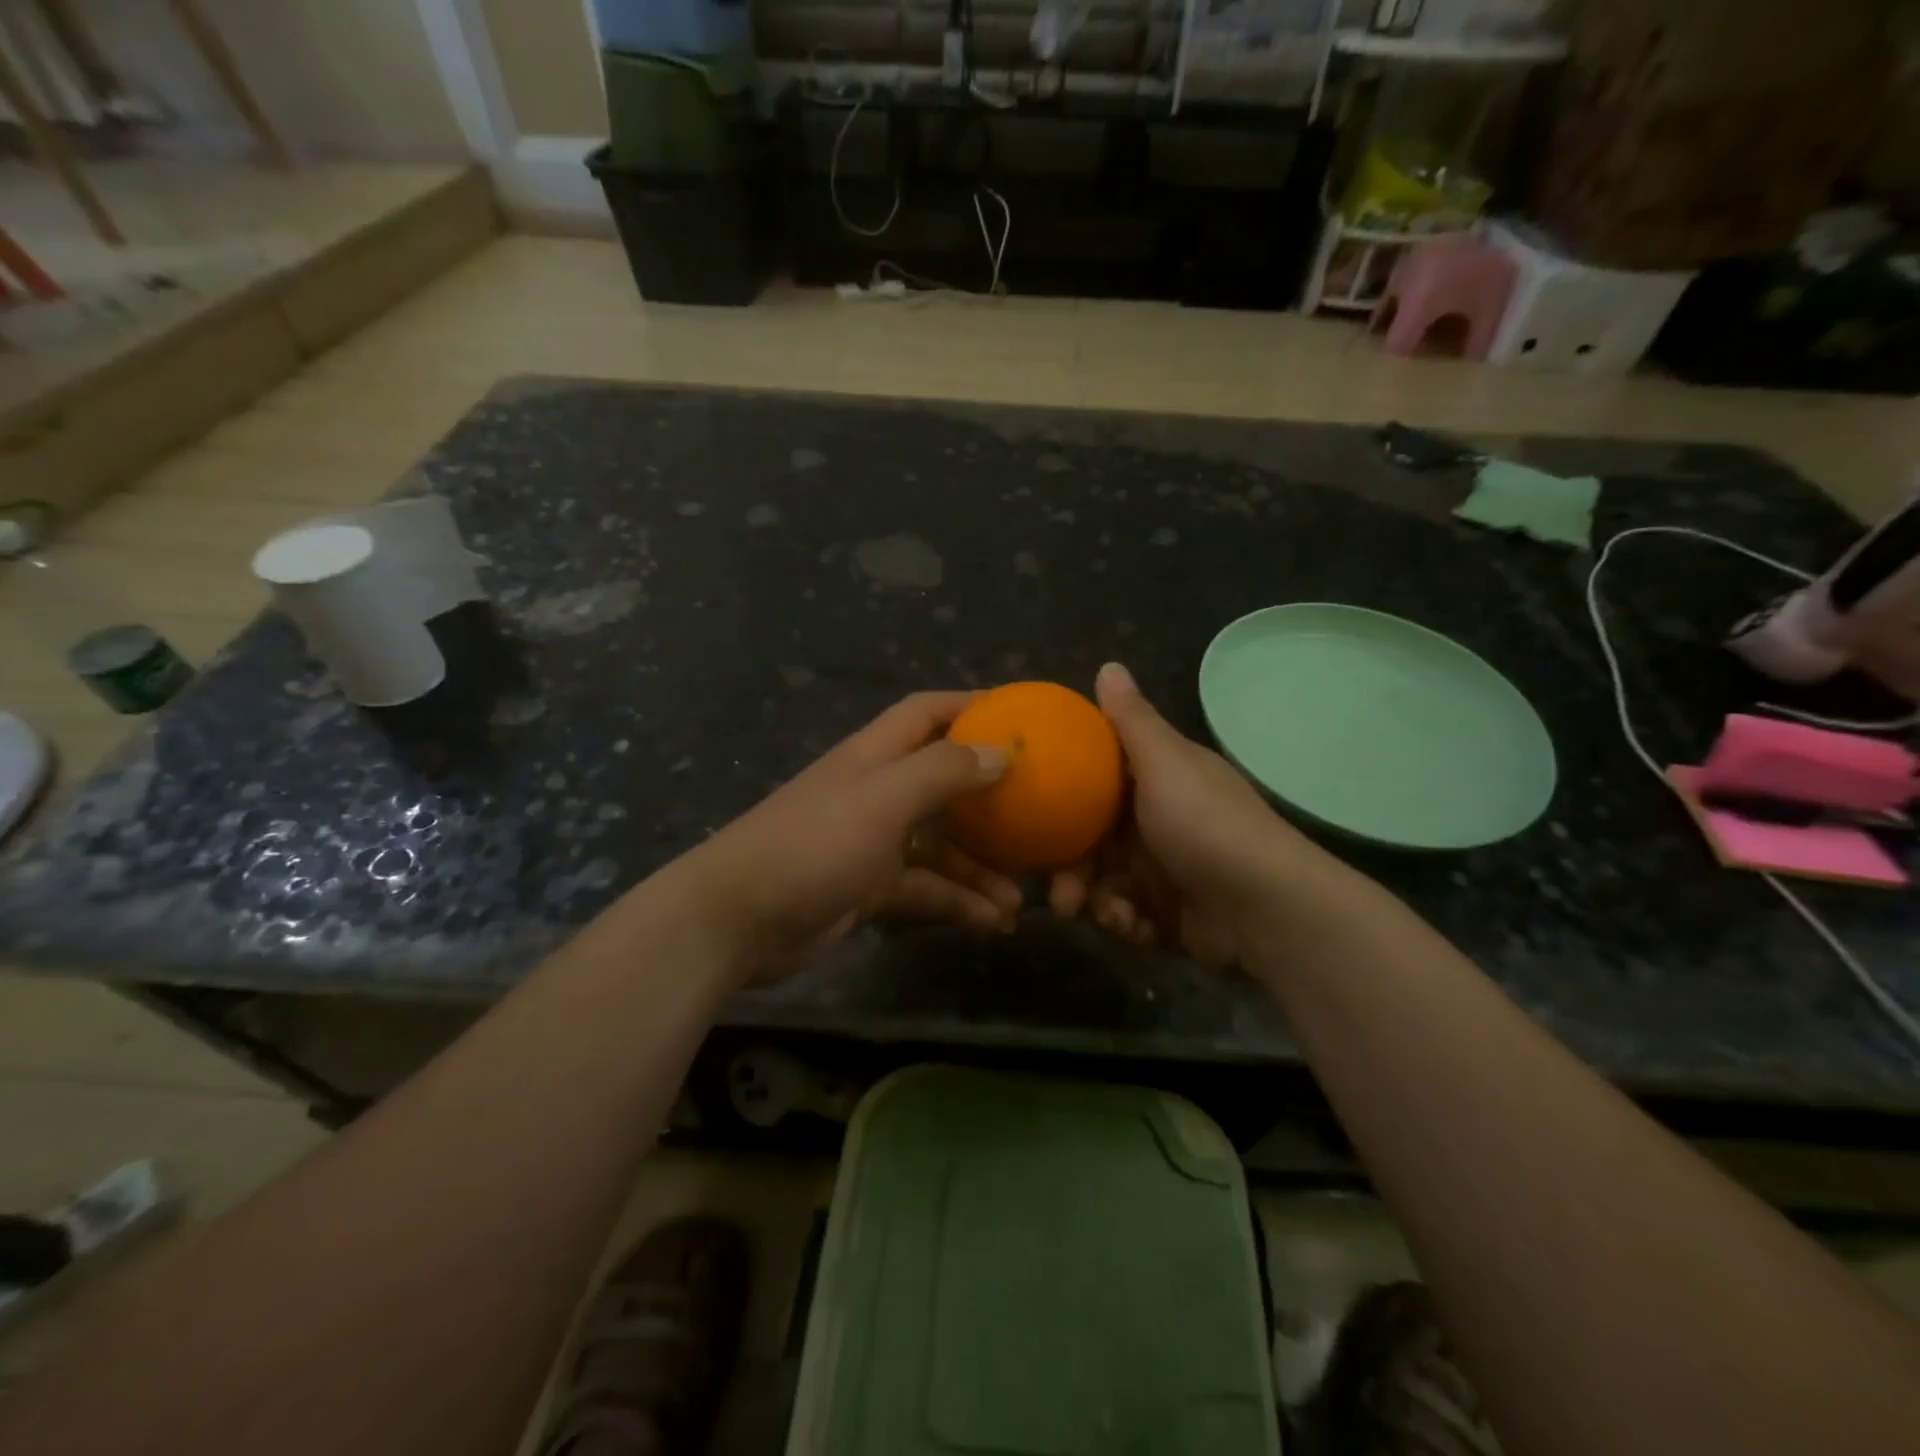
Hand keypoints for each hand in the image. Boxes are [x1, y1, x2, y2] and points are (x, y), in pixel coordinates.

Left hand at [675, 692, 1021, 980]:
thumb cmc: (813, 844)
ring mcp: (872, 842)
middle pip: (943, 782)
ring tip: (1023, 895)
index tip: (1021, 715)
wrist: (737, 920)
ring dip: (980, 867)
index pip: (927, 712)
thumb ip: (942, 772)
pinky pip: (924, 889)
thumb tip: (1002, 751)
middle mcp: (876, 791)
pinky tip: (993, 923)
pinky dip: (956, 902)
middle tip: (1039, 814)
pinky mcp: (868, 888)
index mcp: (875, 756)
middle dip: (990, 798)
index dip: (971, 705)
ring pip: (940, 846)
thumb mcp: (883, 800)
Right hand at [1051, 663, 1353, 966]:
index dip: (1064, 794)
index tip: (1033, 810)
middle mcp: (1155, 822)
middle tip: (1056, 890)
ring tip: (1094, 914)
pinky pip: (1126, 915)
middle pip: (1091, 839)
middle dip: (1070, 866)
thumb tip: (1108, 665)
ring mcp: (1162, 870)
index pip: (1096, 780)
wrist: (1266, 909)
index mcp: (1154, 781)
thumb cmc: (1205, 825)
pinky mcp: (1167, 913)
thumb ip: (1131, 720)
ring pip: (1102, 881)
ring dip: (1092, 899)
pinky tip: (1130, 926)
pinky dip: (1123, 921)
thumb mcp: (1165, 764)